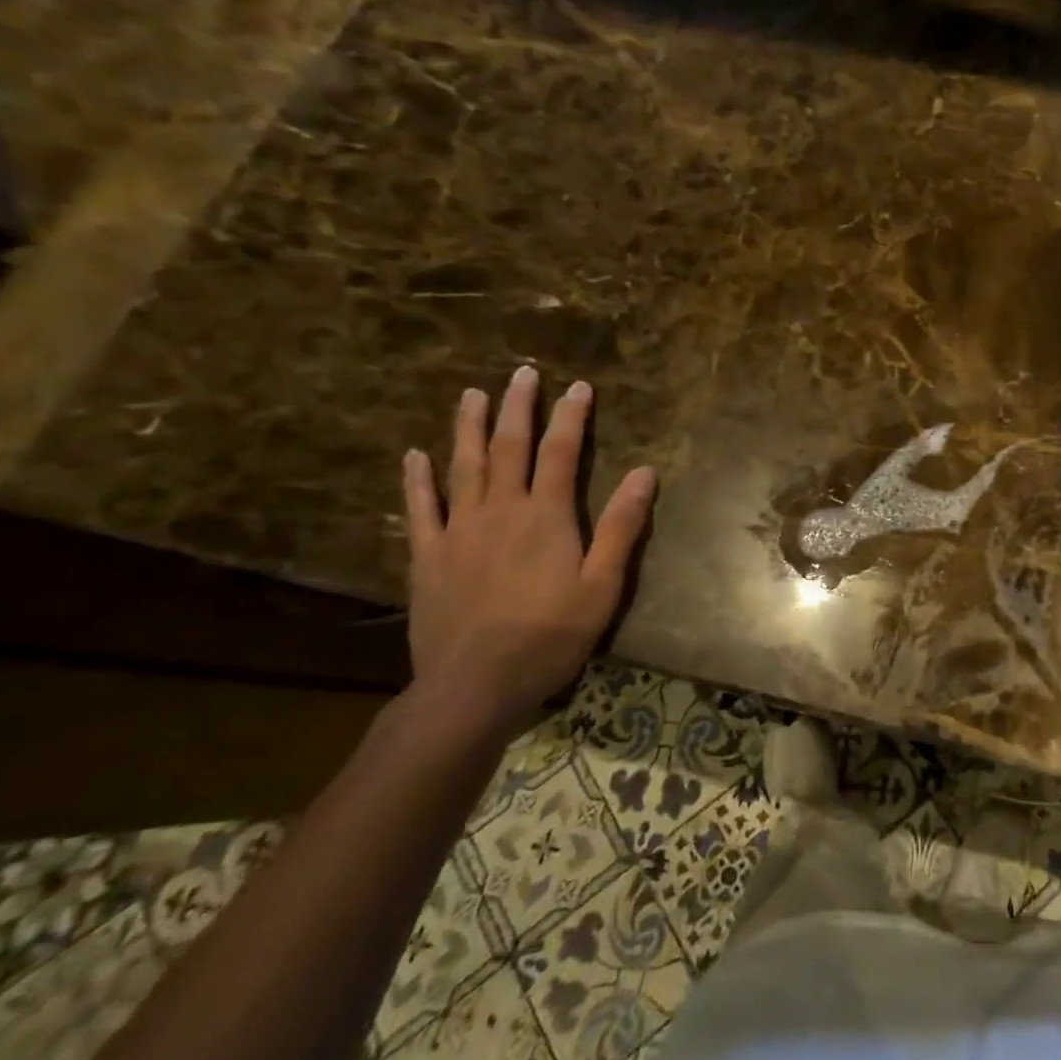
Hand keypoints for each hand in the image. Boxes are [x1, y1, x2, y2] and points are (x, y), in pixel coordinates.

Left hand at [402, 365, 656, 733]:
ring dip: (470, 427)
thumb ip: (621, 526)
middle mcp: (500, 511)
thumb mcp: (603, 585)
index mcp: (546, 516)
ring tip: (472, 394)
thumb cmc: (550, 635)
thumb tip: (645, 472)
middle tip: (523, 373)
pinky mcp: (428, 556)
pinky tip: (415, 455)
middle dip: (519, 408)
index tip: (579, 386)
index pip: (560, 453)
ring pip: (464, 467)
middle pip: (510, 448)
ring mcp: (458, 531)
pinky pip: (419, 509)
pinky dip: (417, 480)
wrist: (474, 686)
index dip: (571, 417)